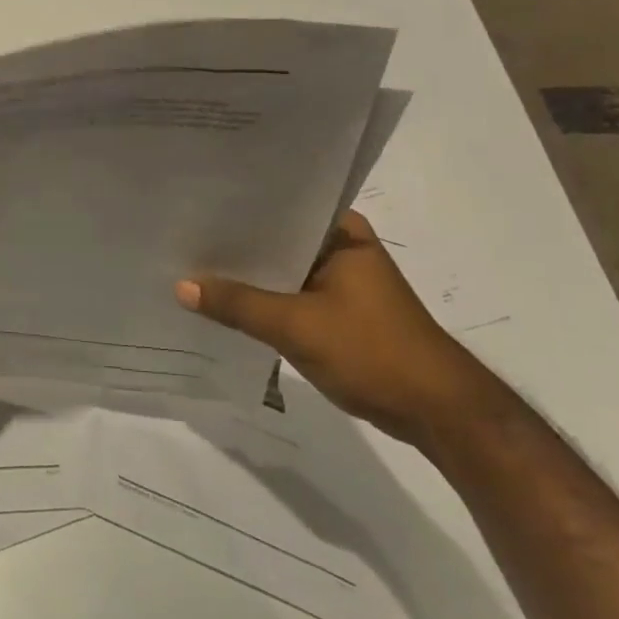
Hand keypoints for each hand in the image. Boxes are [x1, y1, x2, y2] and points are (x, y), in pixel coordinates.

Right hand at [176, 210, 491, 445]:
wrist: (437, 413)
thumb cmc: (373, 352)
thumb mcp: (296, 326)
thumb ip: (237, 304)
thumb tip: (181, 286)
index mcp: (342, 231)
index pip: (279, 206)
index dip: (235, 208)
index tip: (192, 205)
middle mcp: (341, 246)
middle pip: (276, 238)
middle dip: (235, 244)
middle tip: (181, 234)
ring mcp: (341, 280)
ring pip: (281, 269)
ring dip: (247, 274)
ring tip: (191, 264)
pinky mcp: (337, 310)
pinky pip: (288, 294)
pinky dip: (262, 299)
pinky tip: (223, 302)